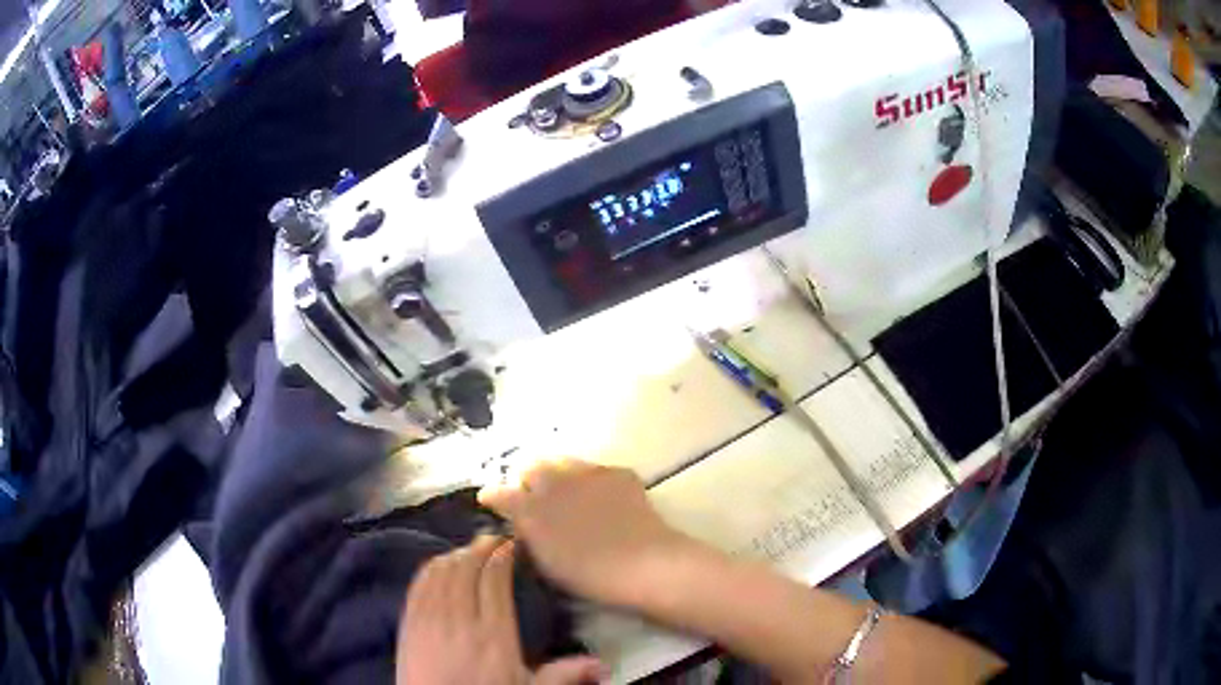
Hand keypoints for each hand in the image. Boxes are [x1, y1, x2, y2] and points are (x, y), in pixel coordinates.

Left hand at [397, 536, 603, 684]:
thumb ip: (563, 675)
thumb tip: (605, 664)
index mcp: (496, 636)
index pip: (495, 582)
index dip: (501, 556)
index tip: (510, 544)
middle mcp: (462, 621)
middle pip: (466, 570)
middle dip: (479, 548)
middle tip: (491, 539)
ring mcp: (431, 621)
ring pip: (441, 573)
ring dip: (454, 555)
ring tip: (468, 549)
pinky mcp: (409, 624)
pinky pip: (418, 586)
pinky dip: (429, 568)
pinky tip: (437, 563)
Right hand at [479, 459, 692, 608]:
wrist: (643, 563)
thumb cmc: (589, 575)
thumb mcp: (545, 563)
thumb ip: (527, 537)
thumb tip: (520, 524)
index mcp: (530, 510)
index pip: (498, 493)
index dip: (492, 496)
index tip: (491, 501)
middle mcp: (553, 484)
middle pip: (531, 468)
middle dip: (529, 481)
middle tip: (537, 501)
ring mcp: (587, 474)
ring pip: (561, 461)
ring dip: (558, 474)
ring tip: (568, 494)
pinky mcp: (617, 473)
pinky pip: (595, 470)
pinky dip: (592, 481)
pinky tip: (602, 498)